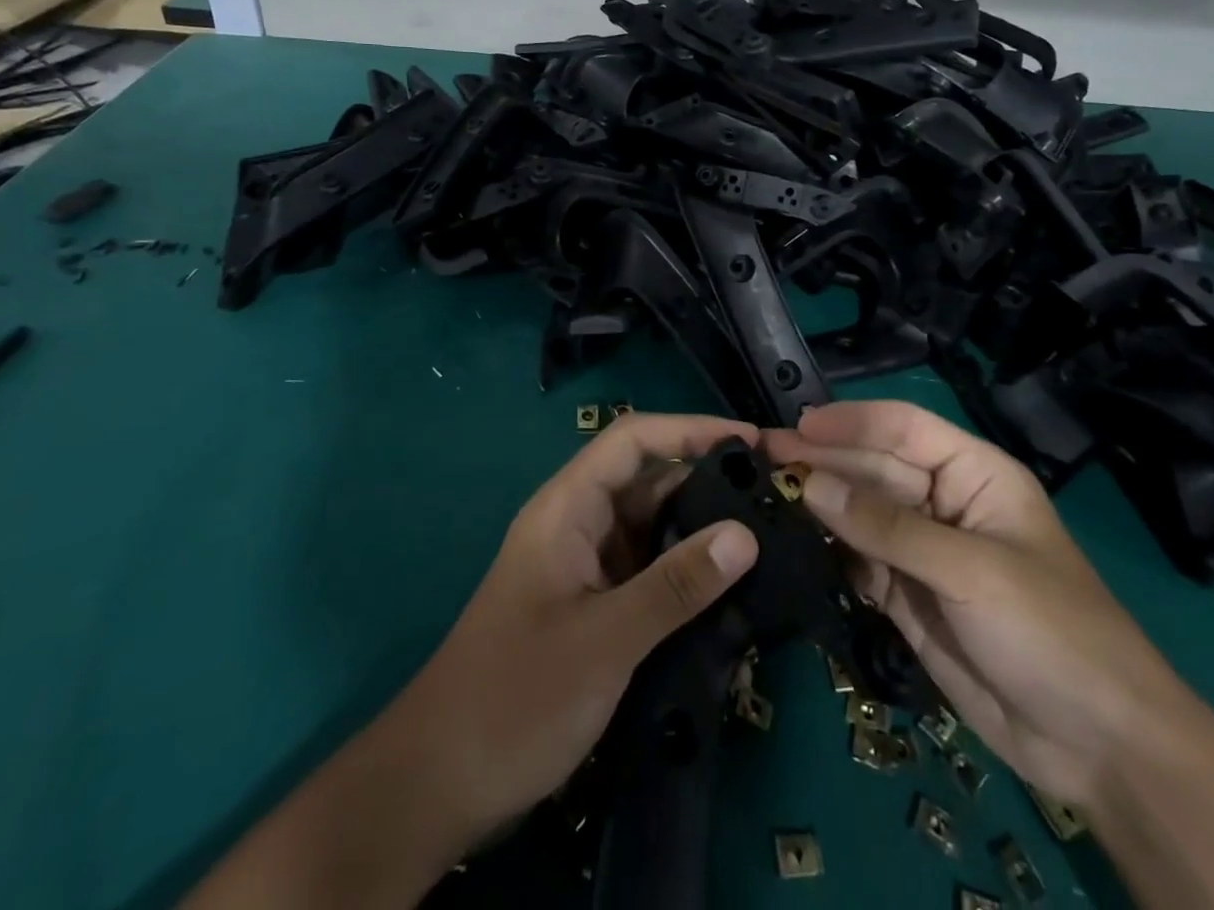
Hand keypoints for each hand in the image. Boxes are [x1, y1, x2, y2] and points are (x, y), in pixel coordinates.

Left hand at [388, 412, 760, 843]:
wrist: (438, 785)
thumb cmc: (515, 696)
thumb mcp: (603, 640)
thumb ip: (675, 586)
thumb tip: (746, 534)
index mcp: (567, 508)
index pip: (632, 439)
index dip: (690, 429)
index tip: (751, 440)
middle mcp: (578, 525)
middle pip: (648, 481)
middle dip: (707, 480)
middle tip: (775, 496)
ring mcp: (586, 568)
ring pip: (652, 528)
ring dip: (701, 530)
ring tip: (768, 538)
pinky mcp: (594, 607)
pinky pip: (648, 572)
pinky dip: (686, 574)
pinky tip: (730, 592)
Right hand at [766, 401, 1194, 810]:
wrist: (1098, 746)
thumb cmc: (1050, 631)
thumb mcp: (970, 570)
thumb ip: (887, 526)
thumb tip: (811, 484)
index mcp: (973, 474)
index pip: (903, 428)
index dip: (851, 421)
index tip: (796, 426)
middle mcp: (943, 502)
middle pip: (873, 469)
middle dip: (822, 462)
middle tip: (761, 459)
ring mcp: (923, 552)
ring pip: (860, 513)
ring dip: (818, 505)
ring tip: (764, 496)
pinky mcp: (907, 596)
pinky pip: (858, 560)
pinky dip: (827, 552)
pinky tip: (792, 544)